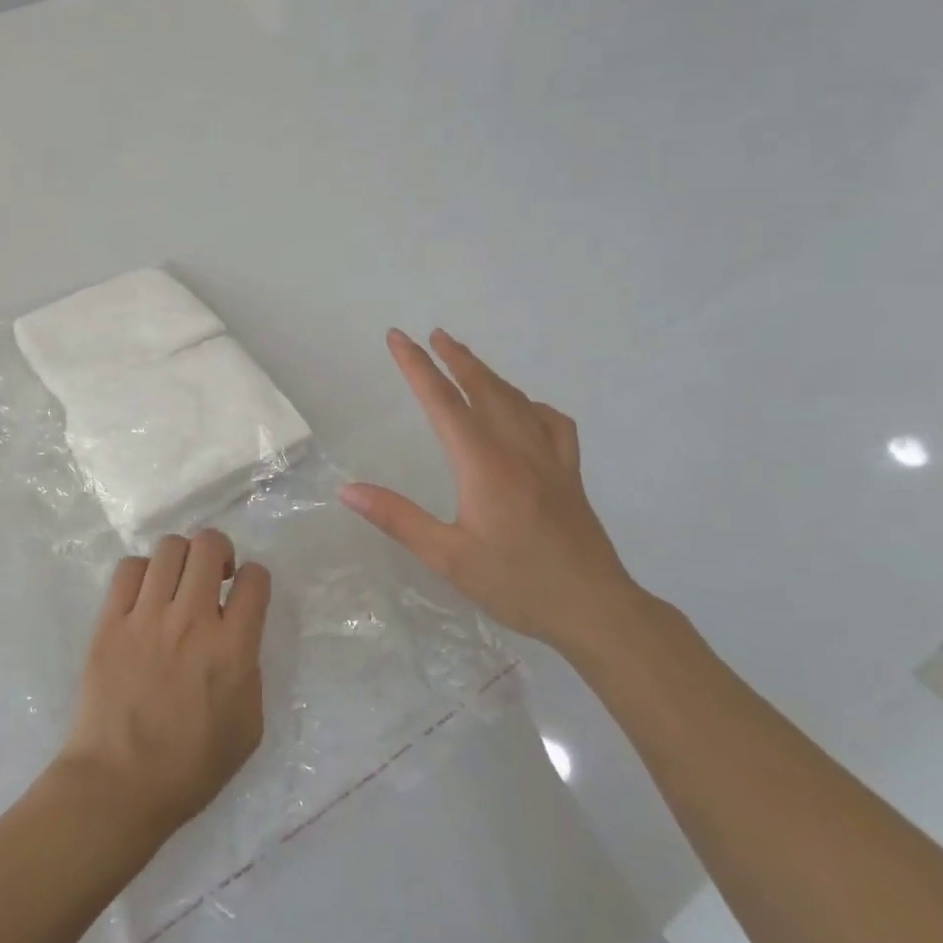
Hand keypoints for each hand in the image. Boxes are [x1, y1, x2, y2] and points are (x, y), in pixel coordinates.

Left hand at [57, 531, 271, 846]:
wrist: (119, 785)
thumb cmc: (191, 767)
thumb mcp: (248, 726)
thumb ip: (250, 670)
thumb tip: (237, 637)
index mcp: (232, 648)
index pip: (255, 579)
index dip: (255, 579)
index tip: (245, 593)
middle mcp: (192, 620)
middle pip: (209, 546)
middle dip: (219, 552)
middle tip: (214, 577)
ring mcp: (147, 617)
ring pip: (169, 548)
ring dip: (181, 559)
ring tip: (177, 583)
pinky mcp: (110, 622)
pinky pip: (128, 569)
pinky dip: (142, 572)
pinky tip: (144, 596)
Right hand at [340, 329, 640, 656]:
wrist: (595, 608)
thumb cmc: (517, 583)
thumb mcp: (447, 557)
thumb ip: (397, 518)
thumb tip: (348, 490)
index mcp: (484, 464)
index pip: (443, 403)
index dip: (417, 367)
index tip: (398, 338)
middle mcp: (517, 449)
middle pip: (483, 389)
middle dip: (455, 358)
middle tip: (433, 334)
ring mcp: (550, 458)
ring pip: (516, 400)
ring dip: (487, 374)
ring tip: (466, 359)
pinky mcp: (570, 473)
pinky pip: (553, 423)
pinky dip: (531, 405)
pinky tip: (524, 410)